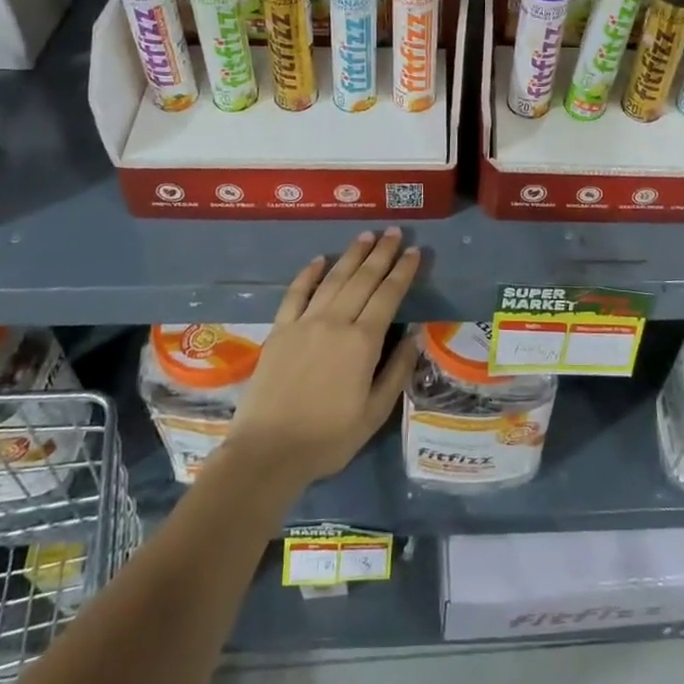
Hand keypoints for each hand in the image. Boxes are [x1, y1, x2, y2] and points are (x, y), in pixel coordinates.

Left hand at [226, 229, 421, 492]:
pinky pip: (296, 293)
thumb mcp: (374, 413)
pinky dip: (308, 274)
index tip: (413, 251)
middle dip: (381, 253)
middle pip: (363, 279)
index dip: (402, 271)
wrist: (268, 452)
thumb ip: (397, 371)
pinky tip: (319, 259)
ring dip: (351, 255)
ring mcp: (304, 323)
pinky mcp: (280, 330)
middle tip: (393, 231)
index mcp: (363, 342)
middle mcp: (335, 322)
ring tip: (366, 235)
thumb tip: (415, 335)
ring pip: (333, 279)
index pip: (388, 295)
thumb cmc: (328, 438)